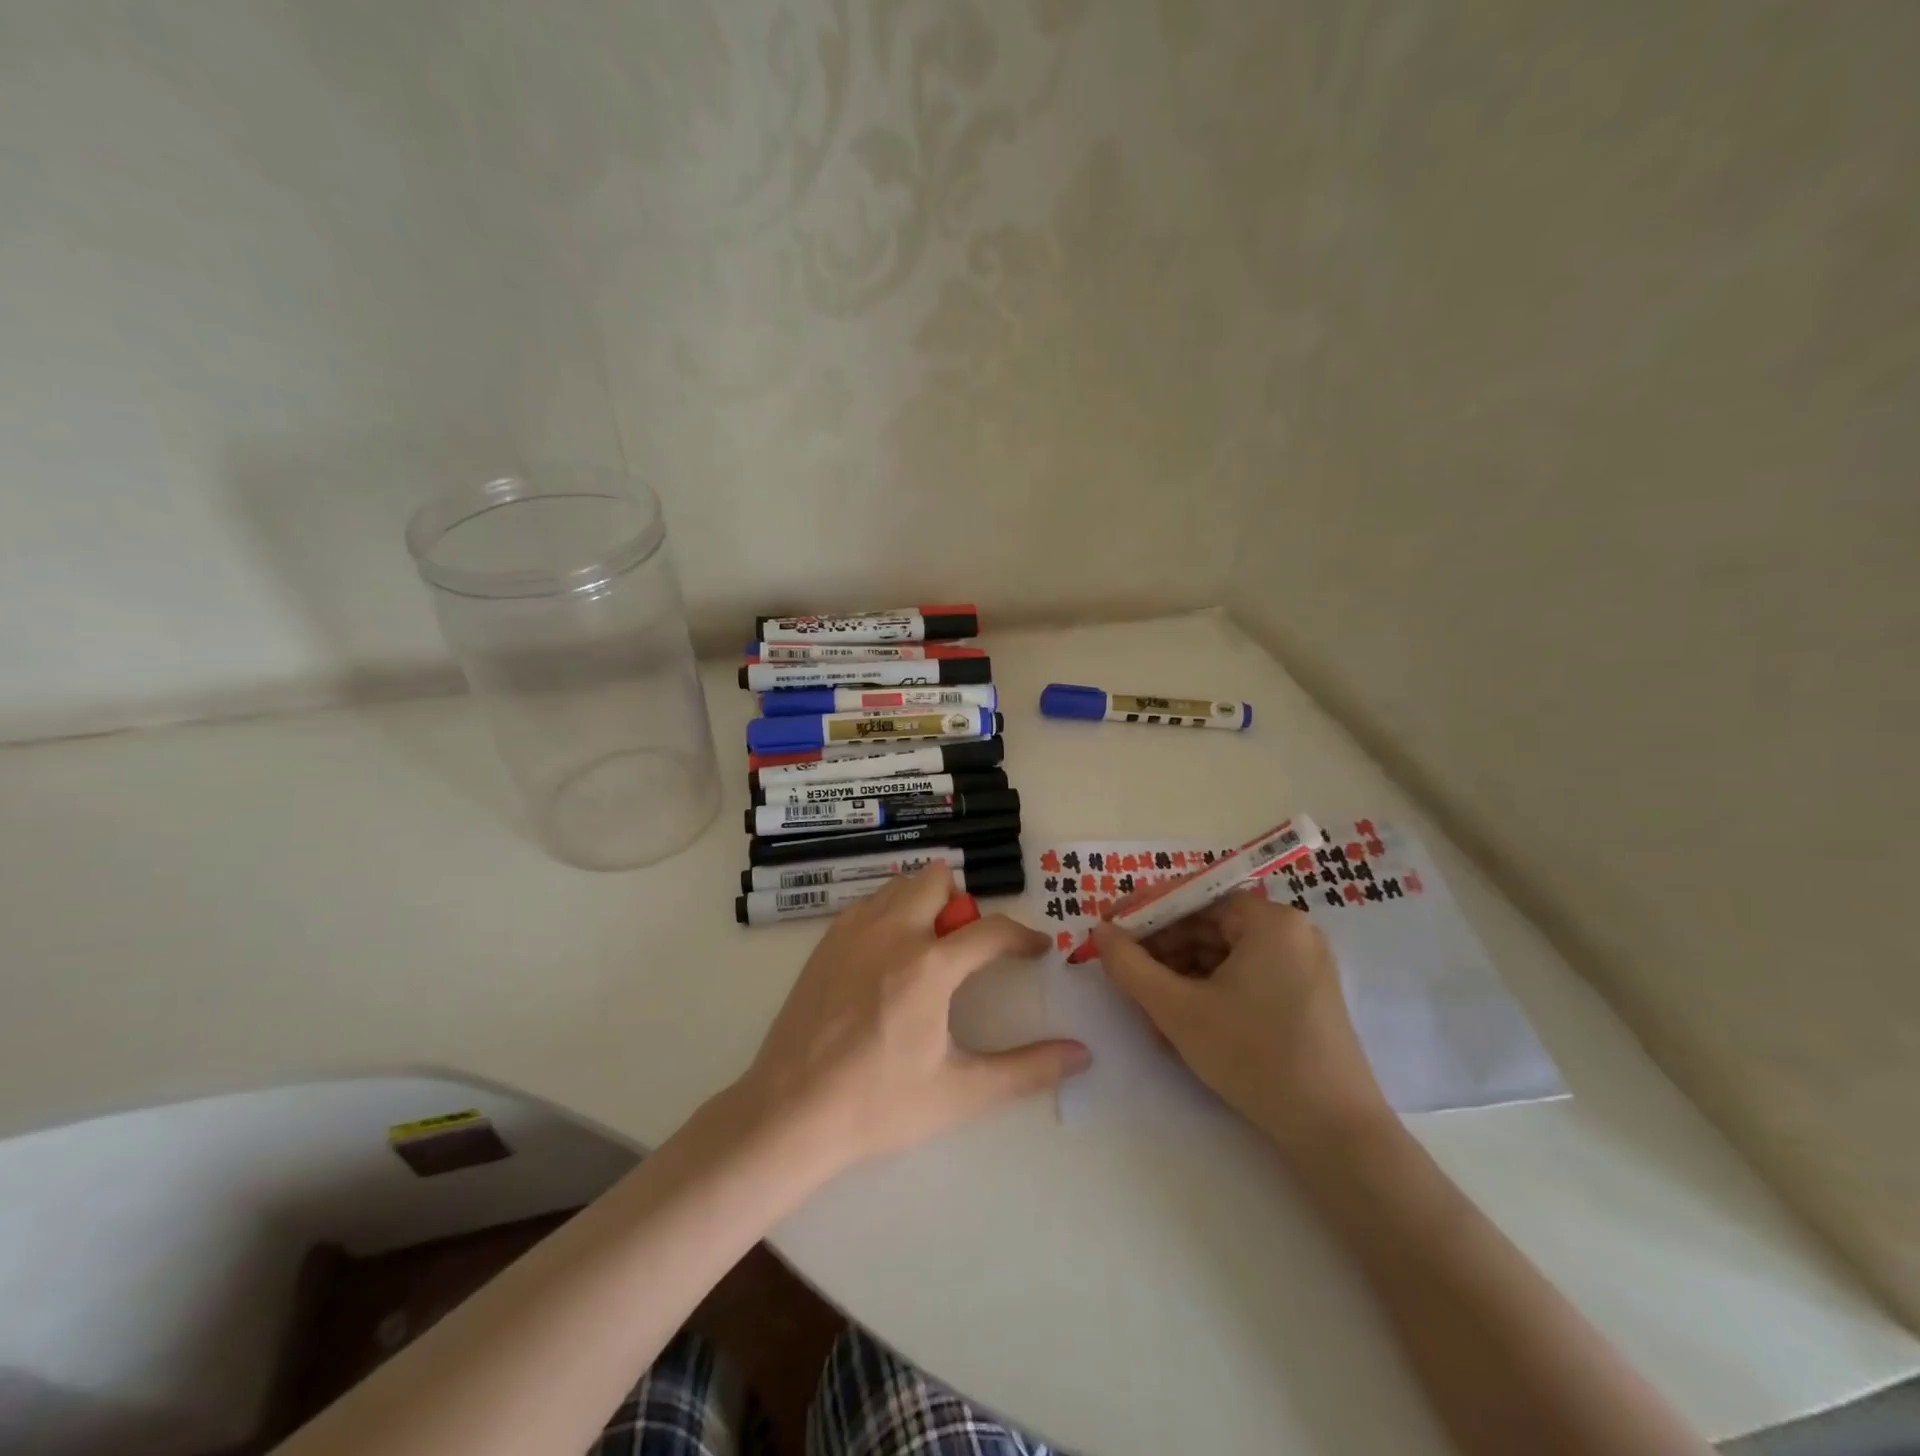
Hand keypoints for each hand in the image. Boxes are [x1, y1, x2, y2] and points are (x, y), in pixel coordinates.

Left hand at [735, 864, 1089, 1179]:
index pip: (992, 931)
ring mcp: (853, 932)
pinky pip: (868, 904)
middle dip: (962, 905)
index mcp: (929, 966)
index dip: (1023, 937)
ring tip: (927, 952)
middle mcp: (892, 933)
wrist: (789, 1113)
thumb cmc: (878, 1105)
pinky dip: (888, 913)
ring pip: (899, 885)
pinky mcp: (825, 942)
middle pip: (938, 880)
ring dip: (924, 903)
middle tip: (964, 951)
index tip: (1037, 949)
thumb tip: (1081, 1054)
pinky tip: (886, 958)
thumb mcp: (960, 1093)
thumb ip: (1026, 1070)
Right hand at [1091, 891, 1389, 1155]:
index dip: (1144, 911)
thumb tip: (1099, 932)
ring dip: (1180, 977)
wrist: (1336, 1134)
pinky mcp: (1303, 997)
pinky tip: (1181, 1024)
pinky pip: (1244, 978)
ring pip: (1222, 956)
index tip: (1108, 930)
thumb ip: (1130, 966)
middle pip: (1208, 926)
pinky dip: (1209, 993)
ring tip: (1149, 1011)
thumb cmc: (1254, 1057)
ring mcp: (1301, 966)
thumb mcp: (1178, 1010)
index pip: (1193, 897)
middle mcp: (1290, 932)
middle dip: (1161, 951)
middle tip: (1125, 976)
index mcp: (1269, 920)